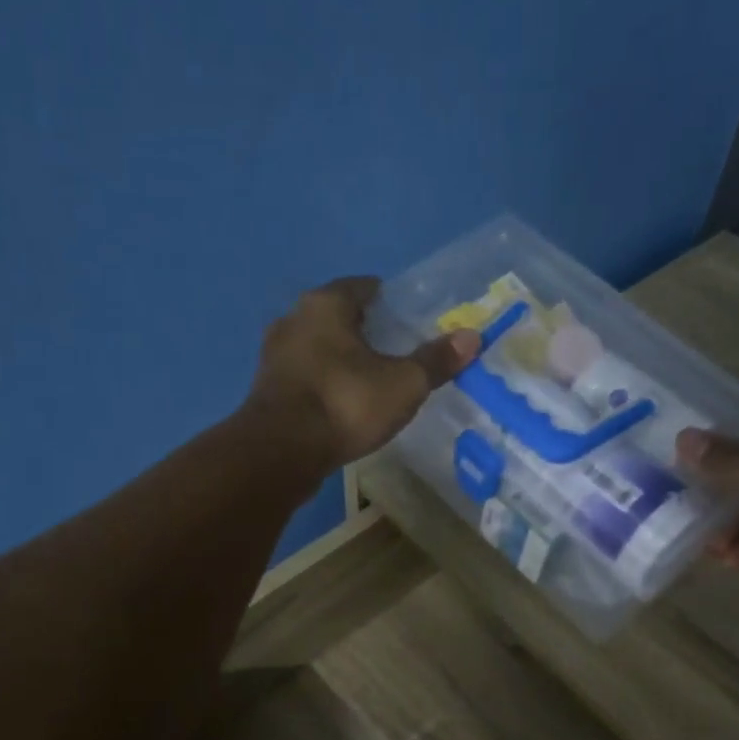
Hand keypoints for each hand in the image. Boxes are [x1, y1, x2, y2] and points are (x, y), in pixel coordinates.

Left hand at [246, 276, 479, 470]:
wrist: (281, 452)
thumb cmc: (345, 404)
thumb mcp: (403, 384)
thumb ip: (435, 360)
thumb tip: (472, 337)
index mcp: (326, 304)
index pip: (364, 287)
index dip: (390, 301)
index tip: (410, 320)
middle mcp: (293, 318)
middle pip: (337, 316)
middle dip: (365, 331)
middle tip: (395, 352)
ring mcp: (273, 354)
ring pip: (317, 347)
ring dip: (340, 358)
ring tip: (370, 380)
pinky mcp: (266, 389)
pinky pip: (304, 376)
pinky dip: (323, 383)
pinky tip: (341, 403)